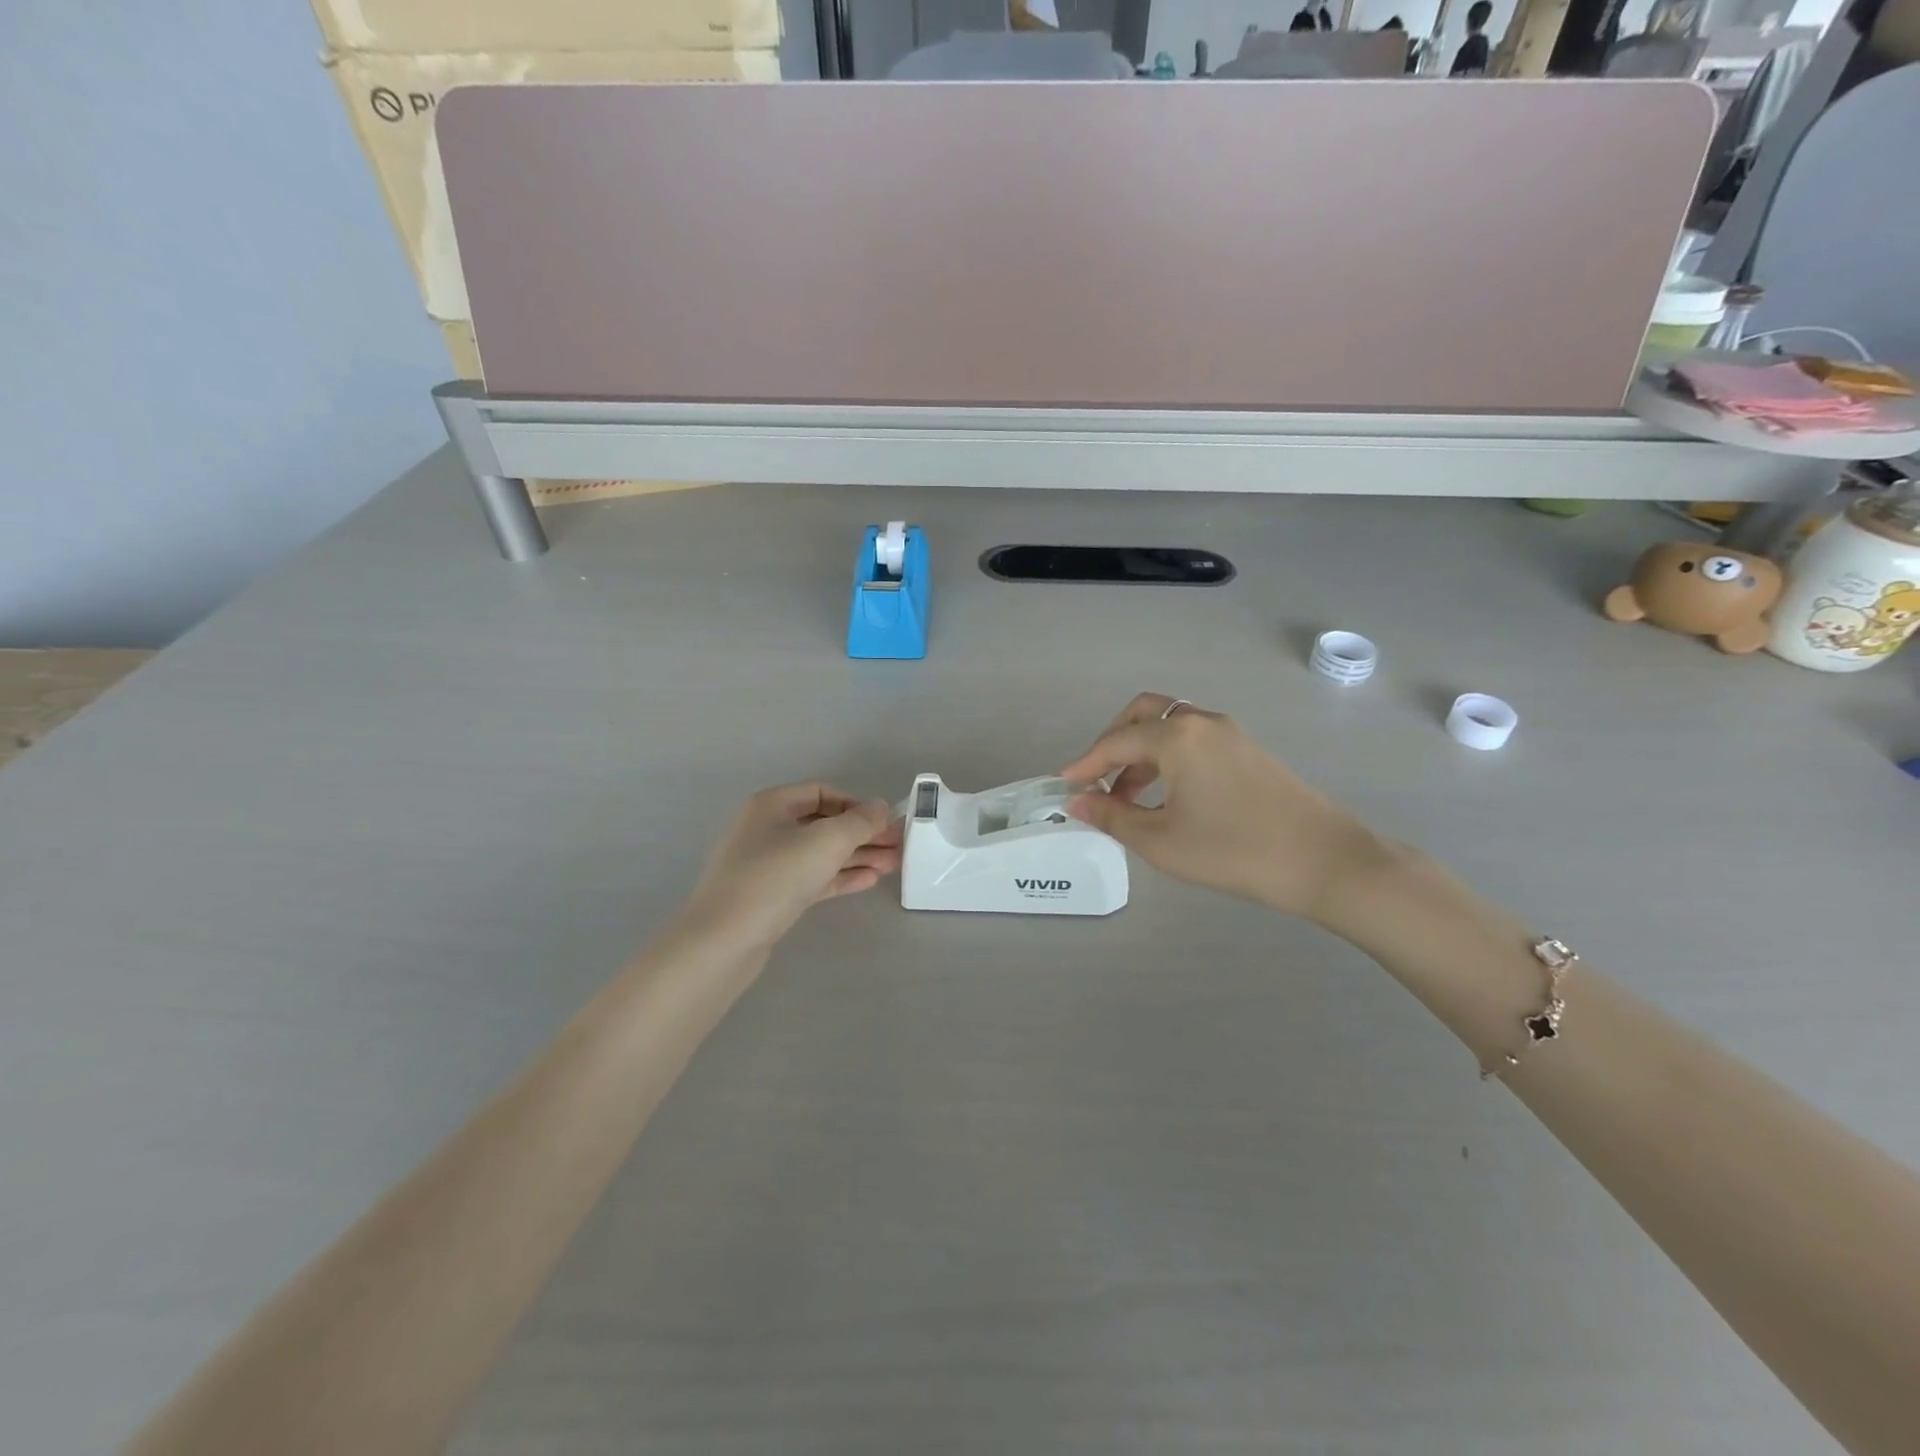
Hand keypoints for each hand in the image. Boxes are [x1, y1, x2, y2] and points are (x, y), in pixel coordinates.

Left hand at [680, 784, 901, 950]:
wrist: (724, 941)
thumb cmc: (775, 877)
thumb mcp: (825, 841)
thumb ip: (859, 821)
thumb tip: (881, 807)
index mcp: (772, 805)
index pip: (822, 792)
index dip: (856, 804)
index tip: (885, 822)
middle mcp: (767, 829)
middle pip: (824, 824)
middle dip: (863, 834)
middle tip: (899, 846)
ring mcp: (768, 865)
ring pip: (821, 853)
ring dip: (857, 856)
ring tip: (893, 866)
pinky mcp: (772, 896)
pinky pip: (813, 878)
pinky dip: (840, 877)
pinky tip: (869, 881)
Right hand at [1059, 694, 1382, 920]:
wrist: (1324, 861)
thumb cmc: (1233, 851)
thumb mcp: (1161, 841)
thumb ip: (1113, 817)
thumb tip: (1076, 803)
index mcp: (1176, 737)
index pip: (1115, 743)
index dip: (1085, 764)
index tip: (1064, 786)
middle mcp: (1200, 722)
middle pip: (1142, 714)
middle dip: (1112, 741)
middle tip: (1097, 778)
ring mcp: (1228, 733)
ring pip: (1169, 725)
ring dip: (1141, 751)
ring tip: (1126, 797)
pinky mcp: (1247, 749)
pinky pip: (1193, 738)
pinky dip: (1168, 756)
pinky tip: (1166, 795)